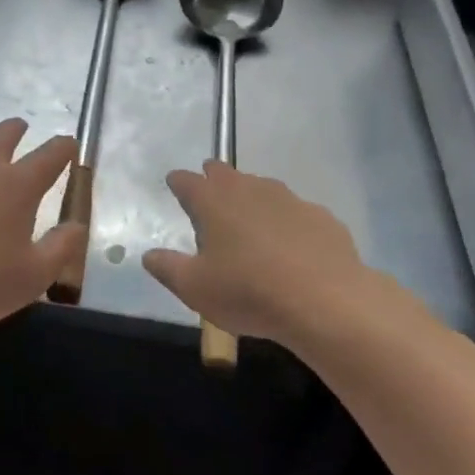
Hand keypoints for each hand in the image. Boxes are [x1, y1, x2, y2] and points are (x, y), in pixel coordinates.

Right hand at [143, 161, 381, 350]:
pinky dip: (286, 221)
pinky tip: (291, 245)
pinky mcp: (319, 216)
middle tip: (208, 187)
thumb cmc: (248, 291)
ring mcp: (289, 199)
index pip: (187, 181)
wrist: (325, 300)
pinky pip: (295, 212)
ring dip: (251, 197)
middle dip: (213, 177)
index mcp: (213, 201)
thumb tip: (149, 256)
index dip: (179, 182)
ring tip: (248, 217)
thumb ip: (168, 268)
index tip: (175, 183)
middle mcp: (249, 189)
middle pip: (225, 174)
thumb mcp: (195, 288)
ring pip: (262, 188)